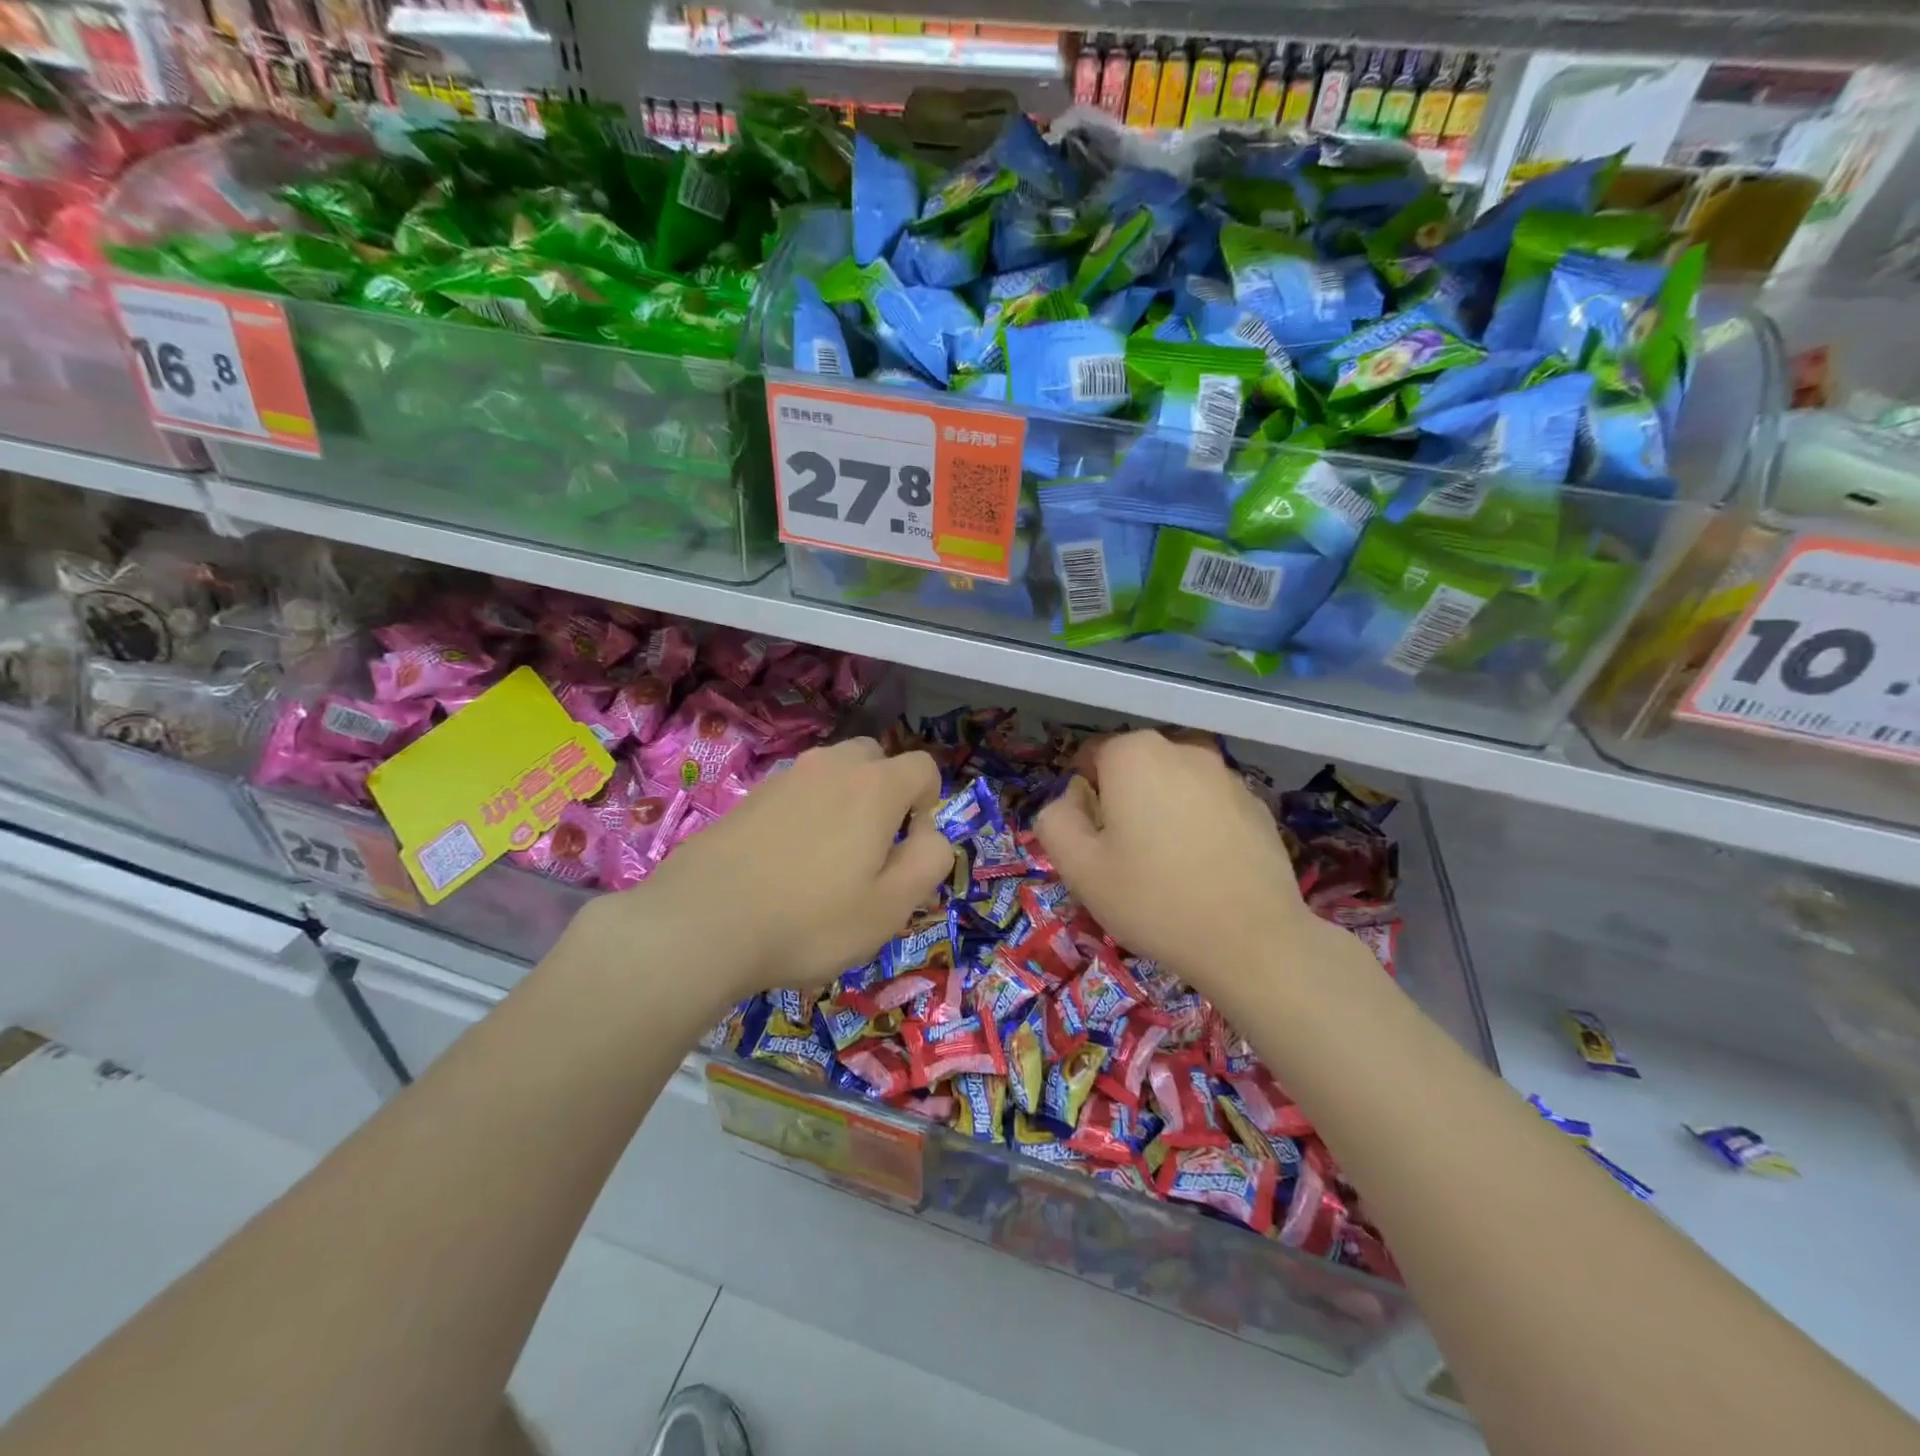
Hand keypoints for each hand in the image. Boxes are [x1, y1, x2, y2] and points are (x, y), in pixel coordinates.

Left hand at [623, 738, 950, 1007]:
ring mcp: (785, 777)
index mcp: (874, 786)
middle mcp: (831, 766)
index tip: (910, 847)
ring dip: (844, 803)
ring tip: (827, 861)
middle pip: (875, 760)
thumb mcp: (891, 906)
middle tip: (872, 850)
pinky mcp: (749, 797)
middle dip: (886, 794)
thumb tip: (929, 833)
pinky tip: (786, 864)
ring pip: (833, 774)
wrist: (701, 923)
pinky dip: (806, 815)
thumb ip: (930, 861)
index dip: (929, 804)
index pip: (923, 767)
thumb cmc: (810, 920)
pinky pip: (796, 793)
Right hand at [1035, 731, 1317, 992]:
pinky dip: (1199, 826)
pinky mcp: (1258, 806)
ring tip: (1166, 867)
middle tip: (1123, 856)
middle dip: (1123, 801)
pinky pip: (1211, 806)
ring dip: (1162, 811)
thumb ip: (1055, 821)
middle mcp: (1184, 750)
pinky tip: (1203, 871)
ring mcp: (1227, 776)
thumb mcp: (1079, 868)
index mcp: (1135, 755)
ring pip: (1175, 785)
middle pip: (1135, 768)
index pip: (1091, 756)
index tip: (1089, 839)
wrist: (1252, 941)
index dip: (1082, 797)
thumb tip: (1069, 800)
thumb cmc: (1154, 899)